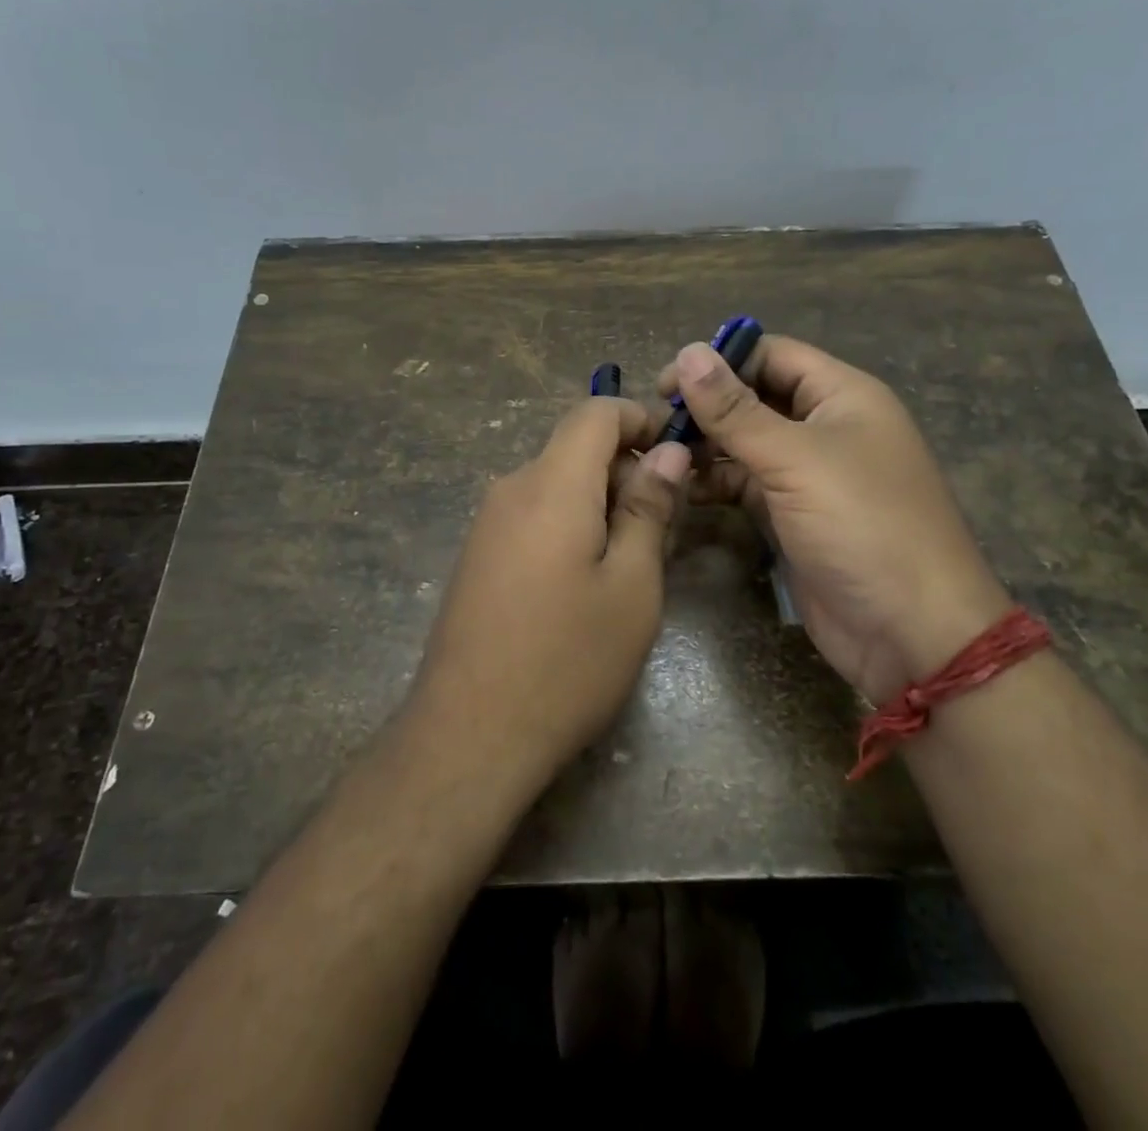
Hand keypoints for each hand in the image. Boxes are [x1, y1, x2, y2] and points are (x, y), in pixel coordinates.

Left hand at [409, 397, 690, 789]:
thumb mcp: (632, 586)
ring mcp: (487, 523)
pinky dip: (571, 524)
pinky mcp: (479, 555)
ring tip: (632, 563)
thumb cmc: (568, 660)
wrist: (469, 734)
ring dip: (601, 503)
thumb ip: (649, 509)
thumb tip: (667, 452)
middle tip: (665, 527)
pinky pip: (533, 515)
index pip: (594, 412)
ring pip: (556, 485)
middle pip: (575, 449)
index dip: (640, 418)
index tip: (677, 452)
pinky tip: (587, 583)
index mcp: (551, 484)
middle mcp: (511, 489)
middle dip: (626, 470)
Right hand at [659, 337, 1010, 702]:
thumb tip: (687, 352)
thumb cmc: (861, 525)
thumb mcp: (795, 459)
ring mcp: (809, 474)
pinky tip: (682, 489)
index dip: (721, 361)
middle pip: (756, 398)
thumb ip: (735, 409)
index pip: (773, 355)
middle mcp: (826, 427)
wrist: (909, 631)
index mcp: (842, 396)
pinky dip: (716, 483)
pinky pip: (747, 485)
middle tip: (654, 424)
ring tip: (659, 456)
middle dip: (707, 406)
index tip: (666, 383)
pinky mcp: (792, 515)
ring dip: (706, 446)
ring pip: (747, 443)